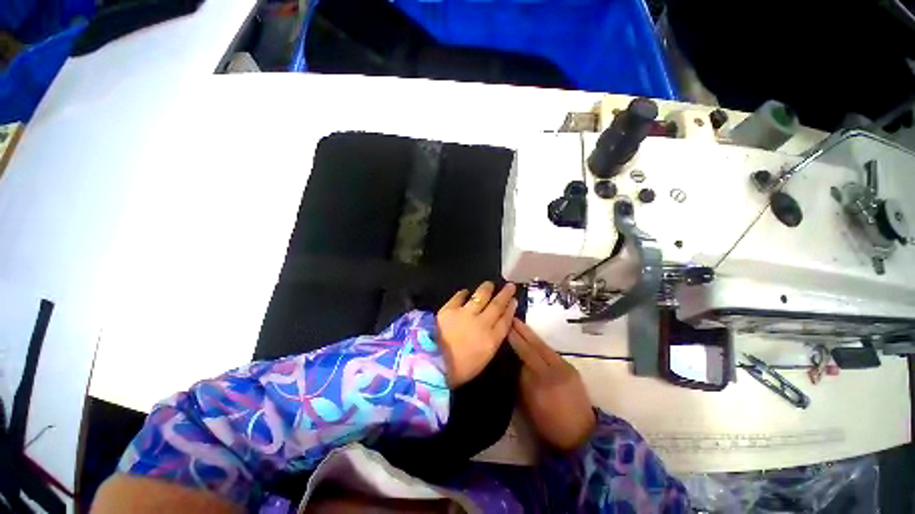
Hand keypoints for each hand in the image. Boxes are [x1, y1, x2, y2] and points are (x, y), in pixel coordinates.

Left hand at [436, 282, 517, 387]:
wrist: (433, 364)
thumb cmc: (459, 369)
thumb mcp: (483, 359)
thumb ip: (490, 341)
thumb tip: (494, 328)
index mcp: (491, 339)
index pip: (505, 321)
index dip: (510, 310)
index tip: (514, 301)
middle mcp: (482, 323)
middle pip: (496, 305)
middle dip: (505, 295)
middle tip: (510, 286)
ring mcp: (465, 314)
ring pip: (480, 296)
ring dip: (486, 289)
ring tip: (489, 284)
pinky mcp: (450, 309)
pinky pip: (459, 297)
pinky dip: (464, 293)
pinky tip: (466, 291)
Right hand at [508, 319, 595, 451]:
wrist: (582, 434)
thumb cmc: (549, 424)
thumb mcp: (530, 405)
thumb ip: (523, 381)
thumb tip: (516, 362)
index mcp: (543, 383)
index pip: (526, 355)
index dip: (516, 341)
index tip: (506, 328)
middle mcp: (556, 371)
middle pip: (536, 346)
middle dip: (523, 332)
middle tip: (512, 319)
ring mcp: (566, 368)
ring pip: (545, 347)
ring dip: (532, 335)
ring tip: (520, 325)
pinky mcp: (572, 369)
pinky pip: (552, 352)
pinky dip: (541, 344)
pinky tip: (534, 339)